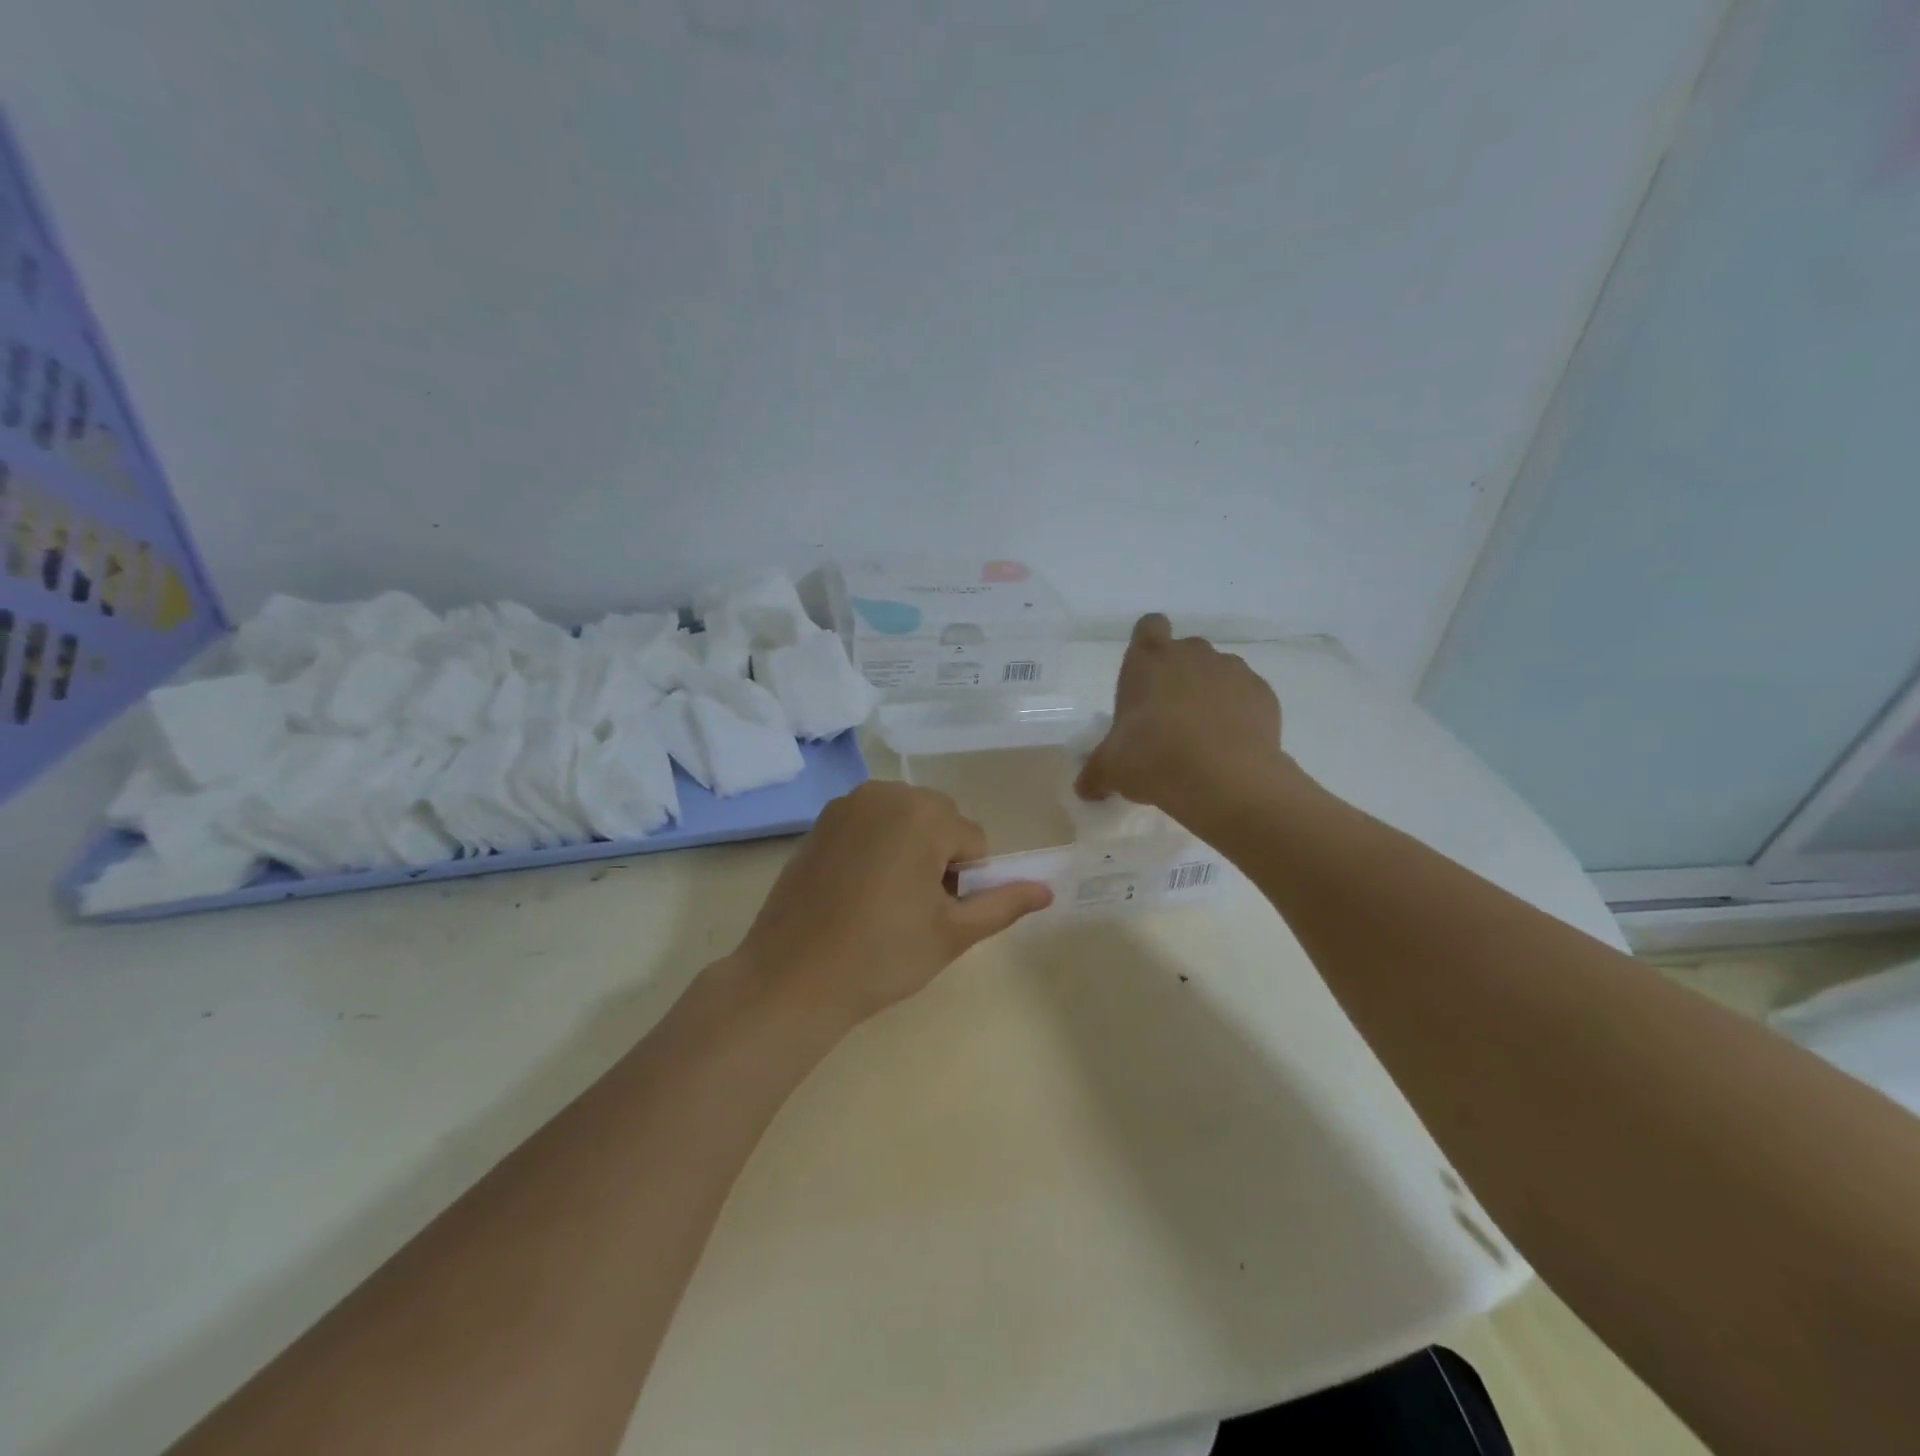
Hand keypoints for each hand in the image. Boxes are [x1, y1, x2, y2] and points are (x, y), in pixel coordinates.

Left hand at [731, 781, 1052, 1027]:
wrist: (792, 977)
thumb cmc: (882, 955)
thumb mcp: (953, 933)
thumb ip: (1004, 903)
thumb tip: (1048, 890)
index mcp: (923, 813)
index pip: (973, 841)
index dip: (965, 881)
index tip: (938, 915)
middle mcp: (885, 793)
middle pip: (939, 821)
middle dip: (938, 858)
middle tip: (915, 910)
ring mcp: (846, 805)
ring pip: (904, 820)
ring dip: (909, 850)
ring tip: (886, 901)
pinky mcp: (819, 822)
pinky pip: (869, 824)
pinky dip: (876, 847)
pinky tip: (856, 891)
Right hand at [1076, 614, 1286, 823]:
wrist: (1225, 779)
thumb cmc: (1153, 759)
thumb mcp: (1111, 770)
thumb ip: (1096, 773)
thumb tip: (1085, 788)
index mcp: (1148, 661)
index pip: (1148, 627)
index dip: (1147, 645)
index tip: (1145, 675)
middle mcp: (1191, 654)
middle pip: (1185, 651)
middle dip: (1178, 676)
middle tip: (1168, 718)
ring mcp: (1232, 670)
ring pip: (1218, 672)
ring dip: (1210, 694)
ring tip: (1203, 737)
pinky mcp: (1264, 694)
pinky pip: (1246, 696)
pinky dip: (1239, 714)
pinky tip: (1231, 747)